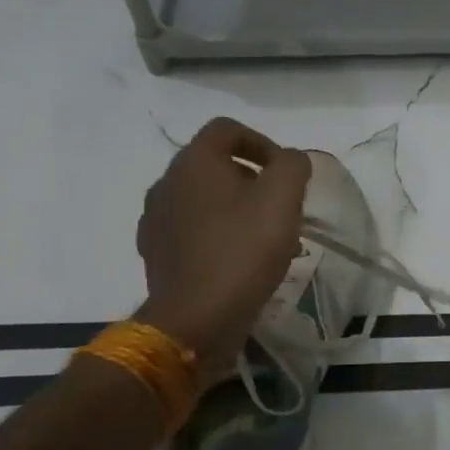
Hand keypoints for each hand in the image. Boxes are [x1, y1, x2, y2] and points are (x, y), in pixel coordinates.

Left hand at [135, 117, 310, 376]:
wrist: (196, 319)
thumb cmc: (243, 250)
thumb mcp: (283, 198)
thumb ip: (292, 165)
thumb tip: (289, 161)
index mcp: (193, 163)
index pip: (226, 129)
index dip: (261, 142)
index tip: (285, 172)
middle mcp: (166, 184)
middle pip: (214, 165)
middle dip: (252, 180)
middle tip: (281, 207)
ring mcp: (156, 221)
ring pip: (204, 200)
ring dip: (236, 209)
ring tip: (265, 238)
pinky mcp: (157, 254)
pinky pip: (193, 231)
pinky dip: (218, 235)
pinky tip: (240, 261)